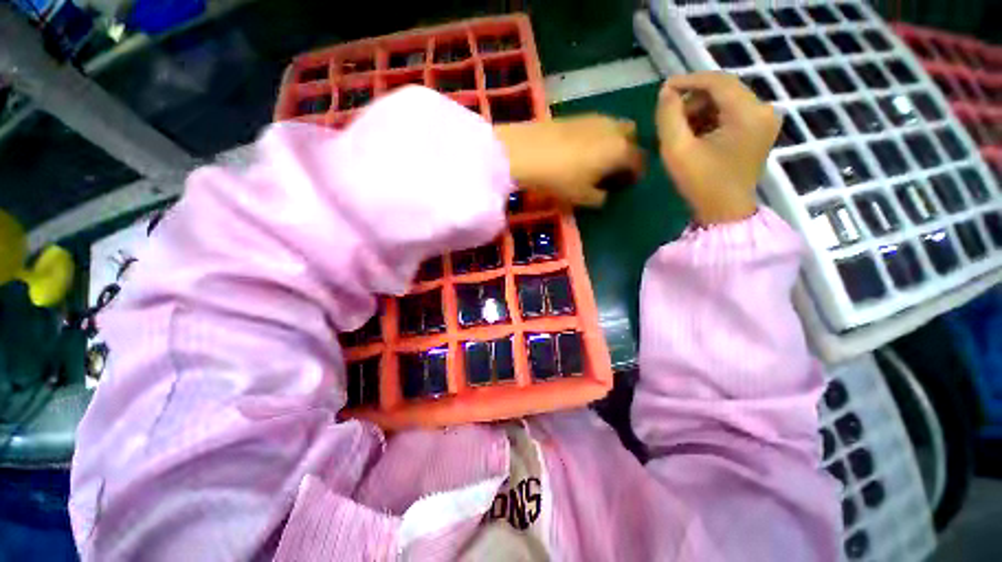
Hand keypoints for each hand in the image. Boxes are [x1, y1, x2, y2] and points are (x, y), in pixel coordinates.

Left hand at [495, 115, 642, 206]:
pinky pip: (596, 126)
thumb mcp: (582, 197)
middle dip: (628, 151)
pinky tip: (580, 149)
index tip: (626, 185)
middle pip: (631, 137)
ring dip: (612, 142)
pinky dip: (596, 136)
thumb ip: (599, 198)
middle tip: (613, 168)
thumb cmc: (561, 178)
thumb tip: (604, 195)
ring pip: (614, 128)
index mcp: (621, 150)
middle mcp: (614, 129)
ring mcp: (595, 118)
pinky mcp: (577, 115)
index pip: (639, 161)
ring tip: (596, 159)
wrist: (530, 151)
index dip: (635, 174)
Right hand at [657, 72, 779, 224]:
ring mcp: (764, 122)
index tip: (664, 90)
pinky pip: (732, 115)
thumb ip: (669, 117)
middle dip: (693, 100)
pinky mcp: (759, 132)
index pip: (718, 81)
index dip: (689, 81)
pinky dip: (711, 120)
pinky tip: (695, 136)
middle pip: (724, 91)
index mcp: (749, 112)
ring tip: (679, 131)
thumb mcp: (677, 150)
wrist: (725, 213)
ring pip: (727, 103)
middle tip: (669, 118)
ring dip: (700, 111)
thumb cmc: (702, 183)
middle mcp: (763, 110)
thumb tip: (666, 93)